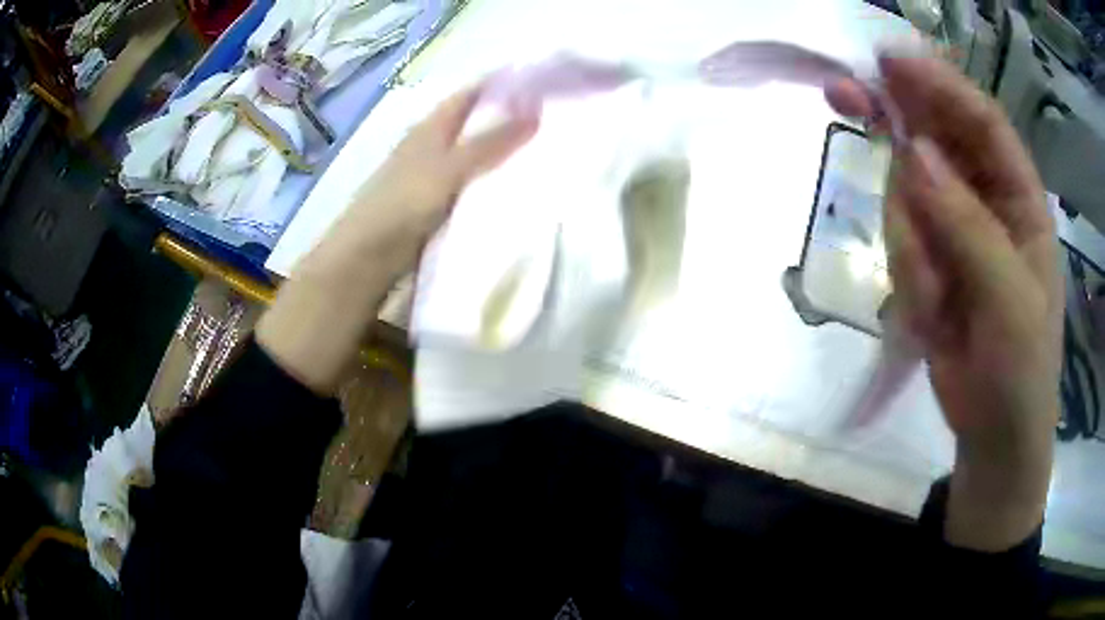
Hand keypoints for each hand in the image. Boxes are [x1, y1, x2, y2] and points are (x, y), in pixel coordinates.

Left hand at [257, 84, 538, 393]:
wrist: (365, 260)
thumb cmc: (401, 207)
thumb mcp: (448, 170)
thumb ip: (489, 144)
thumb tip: (535, 111)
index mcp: (429, 129)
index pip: (469, 95)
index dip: (500, 86)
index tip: (541, 85)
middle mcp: (428, 147)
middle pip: (472, 124)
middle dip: (506, 119)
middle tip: (553, 120)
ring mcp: (429, 177)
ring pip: (471, 155)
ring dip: (499, 152)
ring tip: (543, 151)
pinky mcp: (432, 206)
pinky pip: (468, 185)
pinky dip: (488, 182)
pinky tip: (513, 189)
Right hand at [826, 56, 1061, 550]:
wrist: (993, 434)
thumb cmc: (1020, 371)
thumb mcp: (1007, 300)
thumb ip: (968, 225)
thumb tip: (914, 153)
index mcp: (1021, 197)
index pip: (980, 119)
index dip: (937, 84)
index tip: (886, 60)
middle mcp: (986, 198)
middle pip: (935, 134)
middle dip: (894, 118)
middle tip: (842, 95)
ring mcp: (953, 226)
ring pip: (908, 194)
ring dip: (911, 243)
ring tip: (935, 302)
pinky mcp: (928, 257)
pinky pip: (900, 241)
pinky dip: (908, 276)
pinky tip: (931, 316)